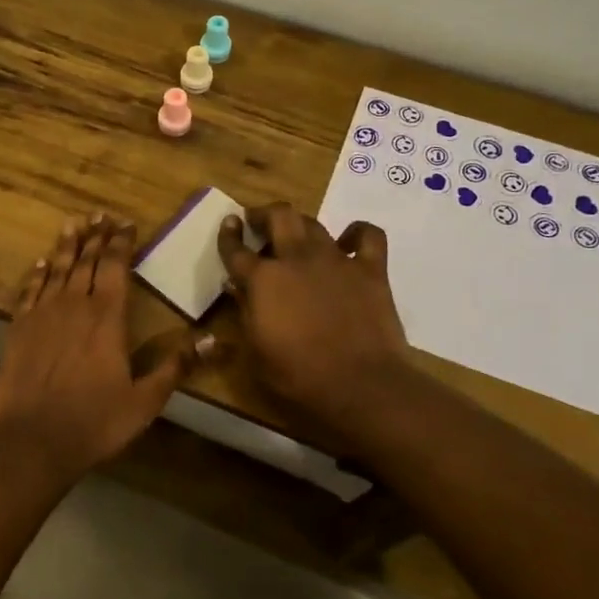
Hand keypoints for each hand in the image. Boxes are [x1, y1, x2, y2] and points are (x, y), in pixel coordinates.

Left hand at [0, 215, 208, 476]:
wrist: (33, 439)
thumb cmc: (95, 421)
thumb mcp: (145, 400)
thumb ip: (175, 366)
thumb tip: (214, 341)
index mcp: (107, 318)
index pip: (116, 268)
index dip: (121, 243)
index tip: (126, 224)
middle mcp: (74, 306)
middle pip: (86, 261)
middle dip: (95, 236)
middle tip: (101, 215)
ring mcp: (42, 315)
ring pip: (57, 269)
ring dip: (66, 245)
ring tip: (73, 224)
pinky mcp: (18, 329)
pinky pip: (29, 291)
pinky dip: (37, 274)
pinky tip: (41, 263)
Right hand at [218, 203, 415, 422]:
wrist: (359, 384)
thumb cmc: (298, 375)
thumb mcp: (255, 352)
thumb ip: (245, 313)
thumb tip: (238, 288)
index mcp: (262, 279)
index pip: (236, 249)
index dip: (228, 235)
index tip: (229, 224)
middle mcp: (296, 258)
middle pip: (278, 216)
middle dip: (264, 214)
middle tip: (259, 222)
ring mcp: (335, 260)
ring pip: (314, 223)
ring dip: (300, 224)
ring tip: (296, 235)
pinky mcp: (370, 269)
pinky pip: (367, 235)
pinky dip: (357, 233)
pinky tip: (348, 243)